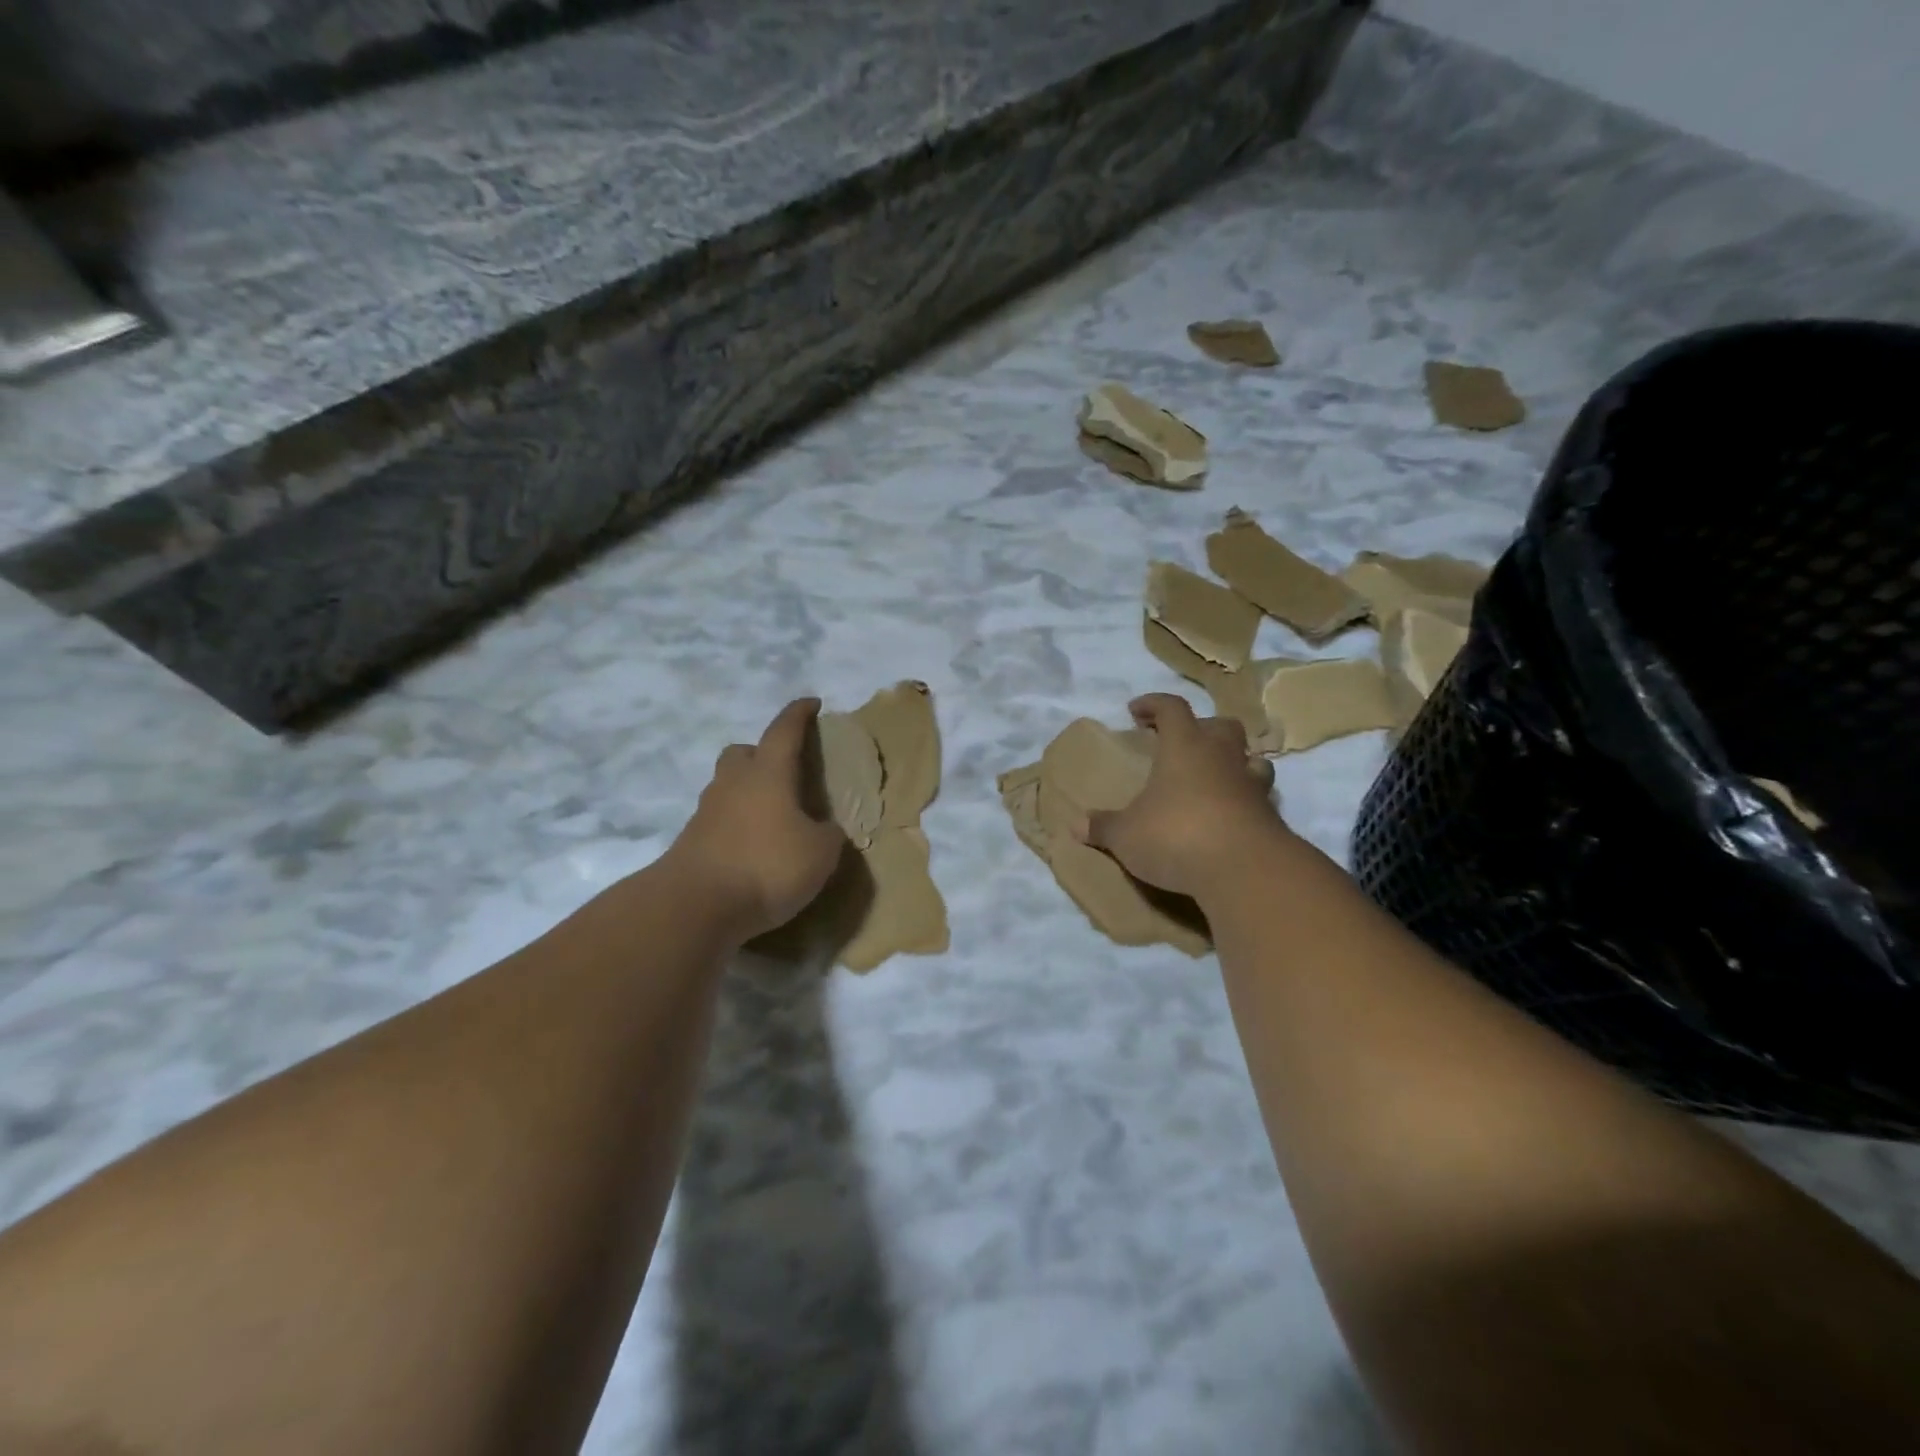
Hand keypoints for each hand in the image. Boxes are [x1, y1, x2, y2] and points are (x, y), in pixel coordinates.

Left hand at [667, 699, 847, 941]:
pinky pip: (719, 819)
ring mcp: (707, 812)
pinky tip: (753, 847)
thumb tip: (824, 830)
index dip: (799, 714)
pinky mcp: (692, 841)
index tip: (812, 703)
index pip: (785, 730)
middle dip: (763, 754)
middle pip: (743, 752)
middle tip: (785, 772)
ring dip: (748, 791)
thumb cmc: (767, 866)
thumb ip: (828, 835)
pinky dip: (737, 824)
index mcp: (768, 773)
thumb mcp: (820, 853)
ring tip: (772, 815)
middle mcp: (734, 783)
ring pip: (728, 786)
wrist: (695, 906)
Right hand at [1081, 693, 1286, 898]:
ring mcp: (1252, 785)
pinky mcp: (1270, 816)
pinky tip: (1227, 817)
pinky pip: (1258, 796)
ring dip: (1233, 762)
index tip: (1135, 711)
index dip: (1153, 704)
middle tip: (1181, 745)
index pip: (1172, 708)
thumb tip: (1076, 825)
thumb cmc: (1177, 836)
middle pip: (1220, 725)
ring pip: (1250, 758)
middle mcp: (1222, 756)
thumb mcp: (1126, 835)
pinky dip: (1243, 800)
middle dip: (1201, 728)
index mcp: (1185, 746)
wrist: (1245, 871)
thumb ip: (1103, 827)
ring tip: (1213, 779)